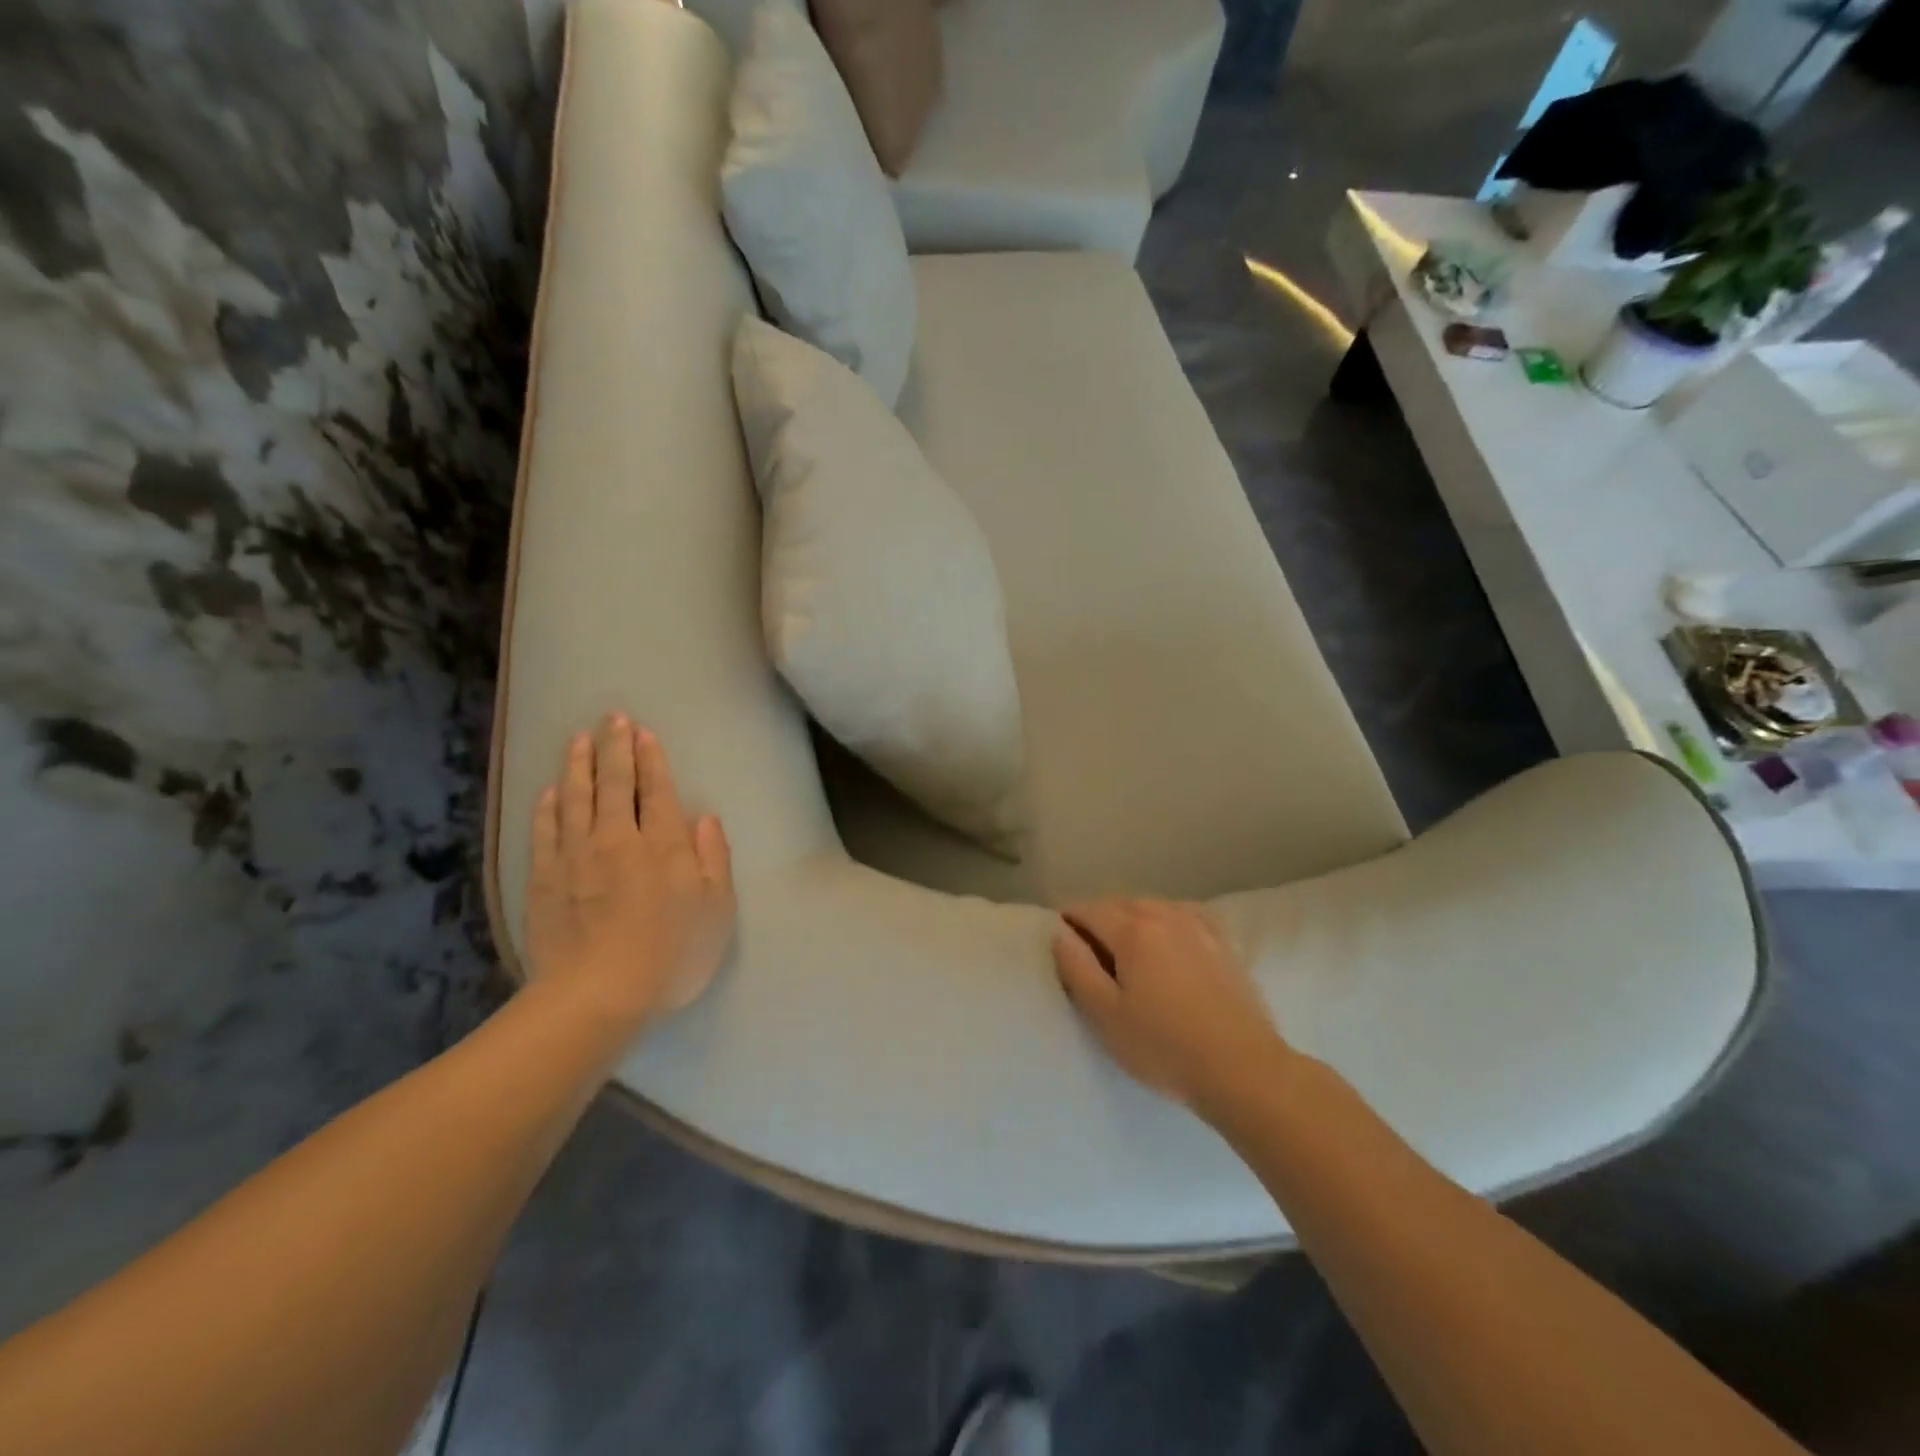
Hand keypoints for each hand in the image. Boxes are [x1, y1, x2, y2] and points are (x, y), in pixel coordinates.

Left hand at [524, 713, 735, 1036]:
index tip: (643, 733)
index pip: (657, 790)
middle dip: (615, 747)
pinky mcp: (544, 878)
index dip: (651, 759)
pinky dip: (549, 805)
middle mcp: (618, 839)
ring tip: (579, 738)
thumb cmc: (670, 956)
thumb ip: (713, 860)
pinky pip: (546, 830)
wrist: (596, 996)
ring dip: (579, 765)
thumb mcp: (716, 912)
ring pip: (577, 798)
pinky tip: (551, 790)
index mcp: (664, 845)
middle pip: (616, 784)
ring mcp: (576, 856)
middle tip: (613, 718)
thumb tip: (705, 819)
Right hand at [1053, 898, 1291, 1113]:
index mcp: (1133, 929)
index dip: (1068, 922)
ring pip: (1153, 907)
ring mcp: (1199, 926)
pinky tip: (1167, 942)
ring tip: (1126, 950)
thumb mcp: (1105, 1014)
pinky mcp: (1224, 942)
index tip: (1060, 943)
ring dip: (1131, 919)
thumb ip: (1076, 968)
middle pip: (1120, 904)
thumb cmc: (1164, 1047)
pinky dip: (1165, 921)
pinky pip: (1183, 916)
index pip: (1088, 910)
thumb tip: (1060, 933)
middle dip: (1098, 919)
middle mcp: (1165, 915)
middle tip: (1089, 954)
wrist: (1244, 1070)